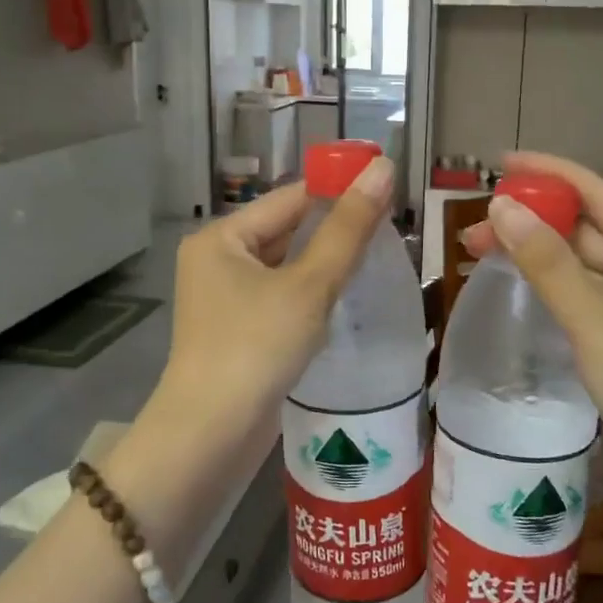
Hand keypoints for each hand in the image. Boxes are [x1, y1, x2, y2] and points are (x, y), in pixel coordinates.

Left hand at [151, 156, 393, 447]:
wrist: (211, 435)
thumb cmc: (256, 348)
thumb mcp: (309, 285)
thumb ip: (348, 229)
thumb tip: (383, 168)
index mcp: (221, 237)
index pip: (290, 198)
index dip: (338, 191)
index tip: (388, 192)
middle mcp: (217, 260)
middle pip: (287, 231)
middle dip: (335, 231)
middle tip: (391, 232)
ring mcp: (224, 298)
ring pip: (286, 267)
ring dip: (326, 265)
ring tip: (378, 262)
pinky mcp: (238, 330)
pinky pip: (281, 297)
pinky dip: (312, 295)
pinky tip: (346, 300)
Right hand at [461, 152, 602, 474]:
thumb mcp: (595, 320)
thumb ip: (547, 263)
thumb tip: (500, 207)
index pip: (596, 192)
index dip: (547, 173)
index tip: (499, 162)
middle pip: (584, 226)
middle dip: (531, 220)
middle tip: (473, 224)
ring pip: (580, 262)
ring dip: (535, 253)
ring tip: (478, 250)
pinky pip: (583, 292)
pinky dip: (550, 284)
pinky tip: (516, 281)